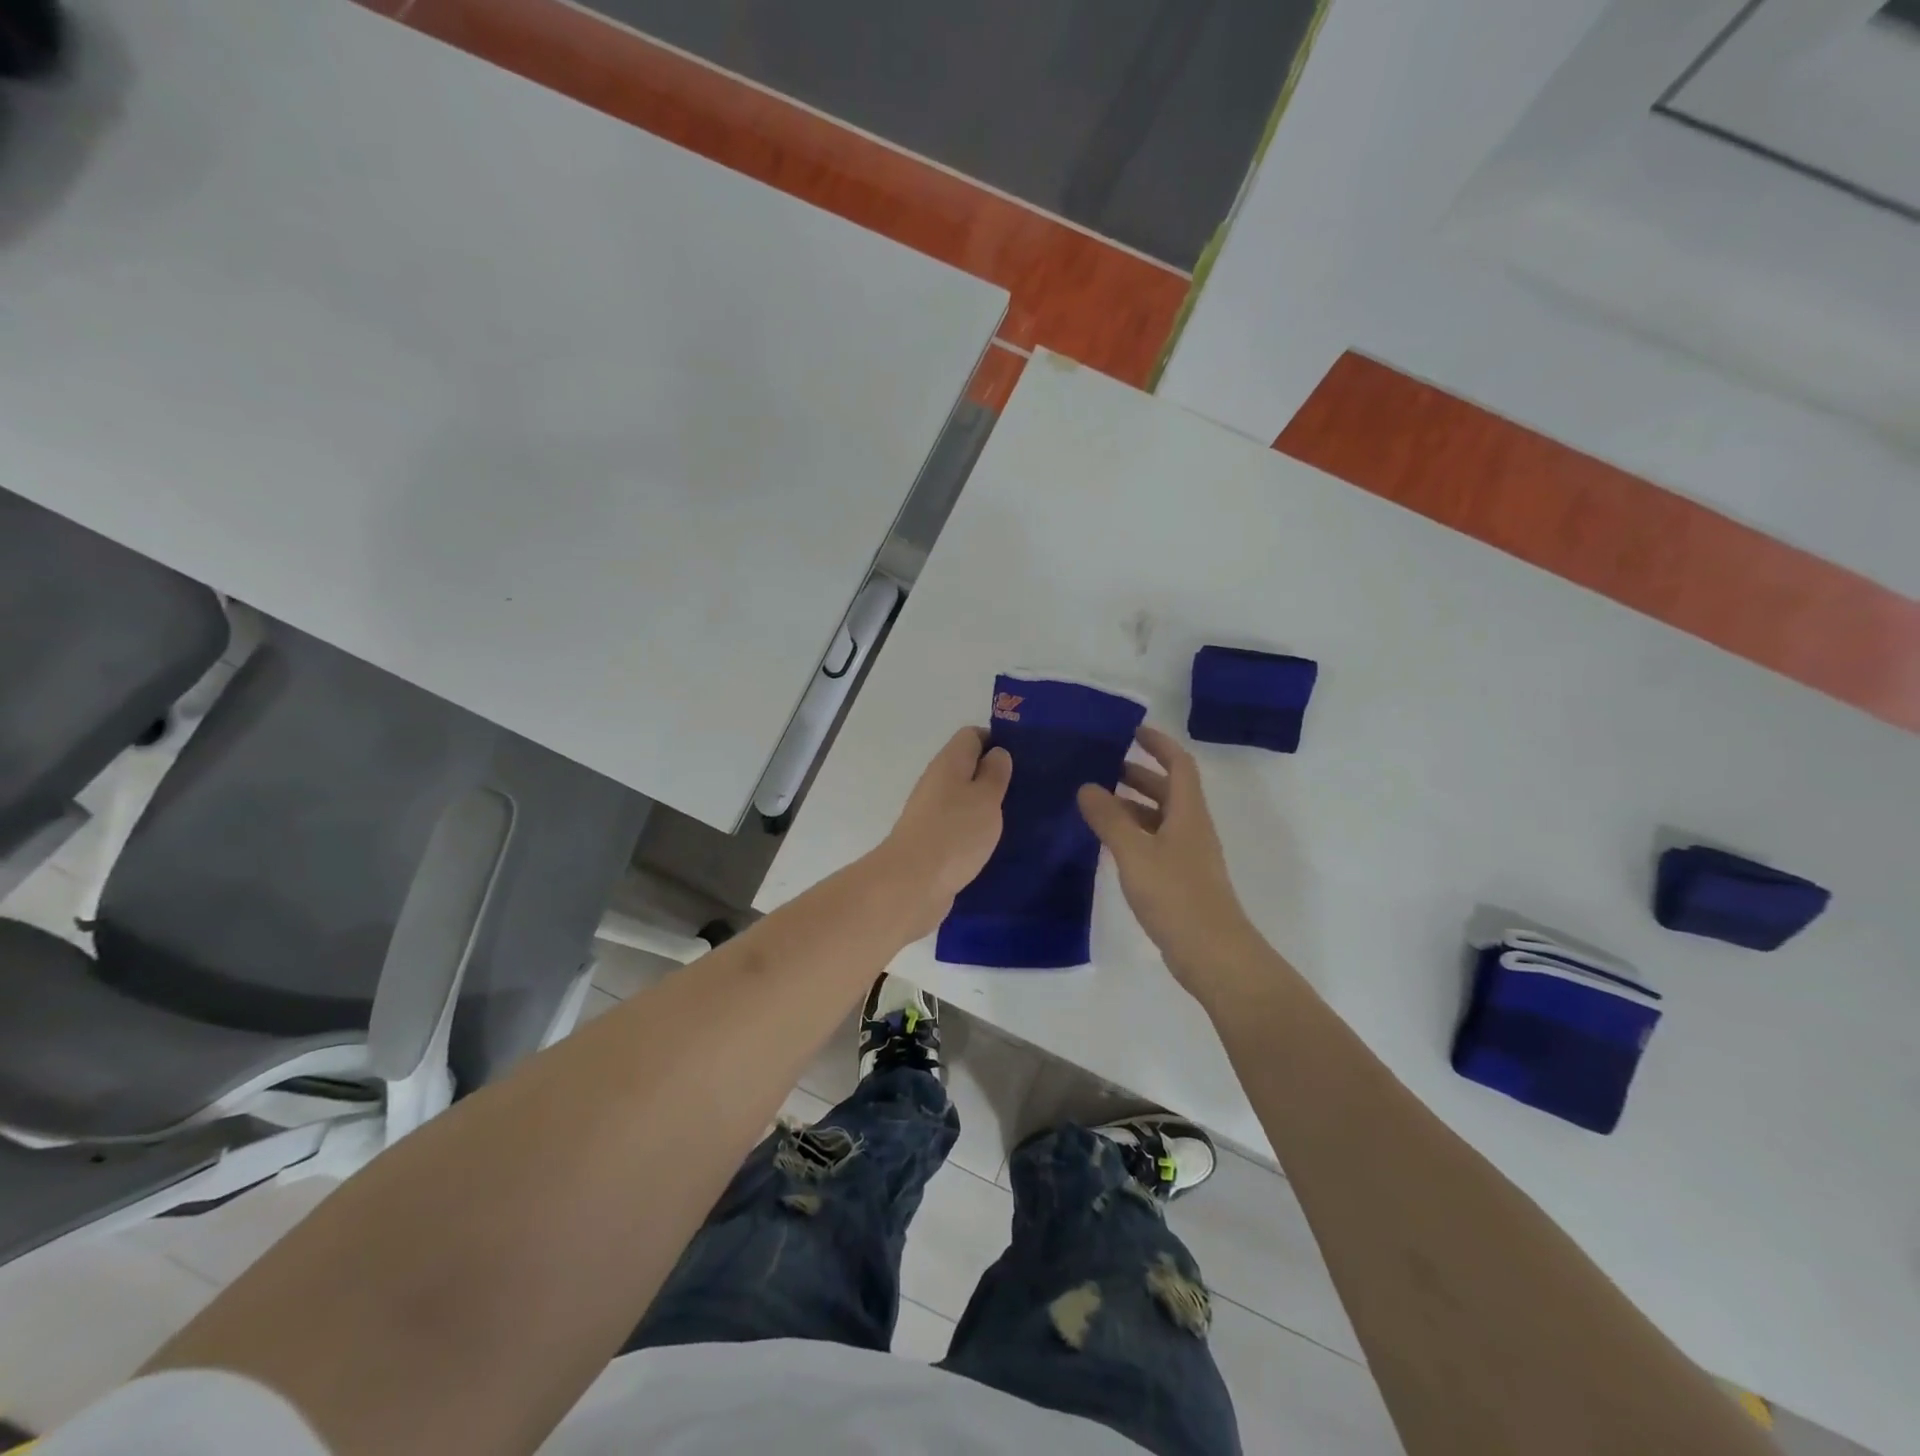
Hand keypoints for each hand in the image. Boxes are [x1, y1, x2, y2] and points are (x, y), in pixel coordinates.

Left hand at [877, 727, 1011, 936]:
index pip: (972, 736)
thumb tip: (997, 753)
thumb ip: (995, 773)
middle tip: (1027, 790)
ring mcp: (932, 812)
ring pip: (964, 798)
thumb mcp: (986, 797)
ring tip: (1019, 816)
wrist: (912, 884)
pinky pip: (960, 824)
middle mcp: (937, 782)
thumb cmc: (955, 833)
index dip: (998, 741)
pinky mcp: (933, 840)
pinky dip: (977, 829)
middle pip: (968, 767)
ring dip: (988, 805)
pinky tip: (997, 842)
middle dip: (996, 775)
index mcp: (949, 762)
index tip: (1024, 759)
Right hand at [1077, 726, 1269, 1005]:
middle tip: (1103, 768)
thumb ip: (1109, 818)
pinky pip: (1156, 843)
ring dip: (1134, 805)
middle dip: (1139, 774)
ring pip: (1161, 818)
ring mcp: (1188, 856)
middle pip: (1169, 790)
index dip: (1159, 744)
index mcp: (1188, 812)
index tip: (1132, 732)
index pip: (1179, 764)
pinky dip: (1134, 834)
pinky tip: (1110, 844)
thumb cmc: (1176, 895)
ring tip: (1097, 804)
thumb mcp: (1135, 852)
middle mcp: (1192, 828)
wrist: (1213, 954)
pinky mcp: (1181, 880)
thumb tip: (1086, 787)